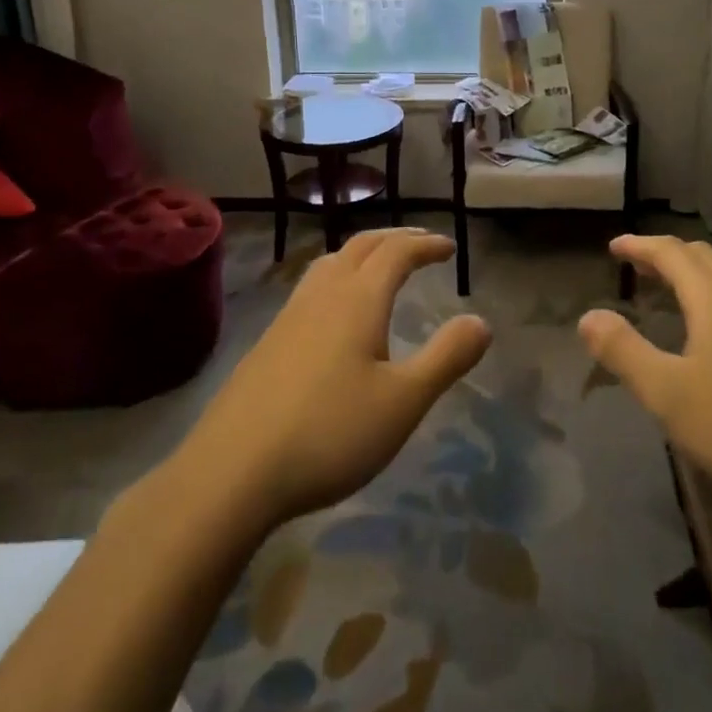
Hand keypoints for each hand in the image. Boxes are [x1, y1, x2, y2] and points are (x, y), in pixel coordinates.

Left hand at [173, 229, 490, 527]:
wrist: (231, 471)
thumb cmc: (329, 432)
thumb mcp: (403, 402)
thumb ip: (446, 358)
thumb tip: (480, 321)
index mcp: (358, 299)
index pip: (396, 252)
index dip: (425, 244)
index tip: (449, 248)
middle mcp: (322, 295)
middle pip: (361, 246)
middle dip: (395, 239)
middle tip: (420, 245)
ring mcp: (288, 316)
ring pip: (329, 263)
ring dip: (361, 254)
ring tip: (378, 267)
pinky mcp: (267, 342)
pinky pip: (310, 289)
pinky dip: (336, 278)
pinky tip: (333, 314)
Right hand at [578, 235, 711, 509]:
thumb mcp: (668, 394)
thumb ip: (624, 351)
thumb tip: (589, 316)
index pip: (670, 252)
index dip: (639, 245)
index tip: (615, 246)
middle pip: (704, 257)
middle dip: (669, 255)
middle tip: (642, 266)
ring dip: (700, 276)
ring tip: (680, 294)